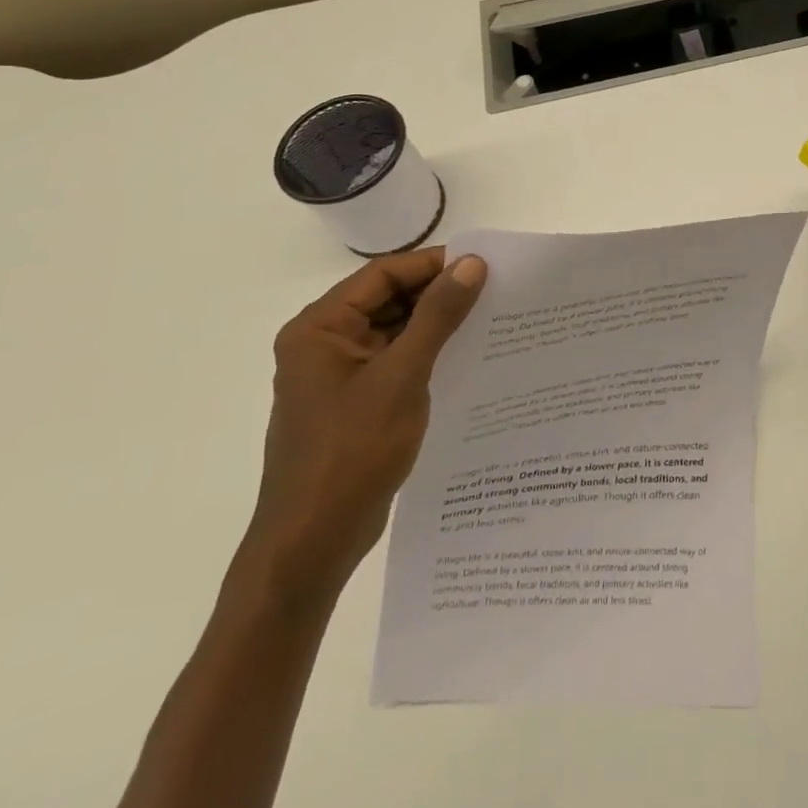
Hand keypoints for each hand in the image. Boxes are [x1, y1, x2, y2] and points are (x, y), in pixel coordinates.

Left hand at [244, 247, 486, 597]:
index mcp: (320, 328)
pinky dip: (426, 354)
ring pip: (394, 331)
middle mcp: (324, 343)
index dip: (432, 265)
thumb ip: (437, 316)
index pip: (382, 275)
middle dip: (437, 294)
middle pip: (388, 300)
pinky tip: (466, 357)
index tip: (483, 264)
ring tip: (489, 319)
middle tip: (494, 290)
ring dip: (435, 325)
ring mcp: (338, 376)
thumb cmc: (352, 451)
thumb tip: (472, 264)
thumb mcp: (402, 376)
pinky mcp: (354, 403)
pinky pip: (394, 361)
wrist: (313, 543)